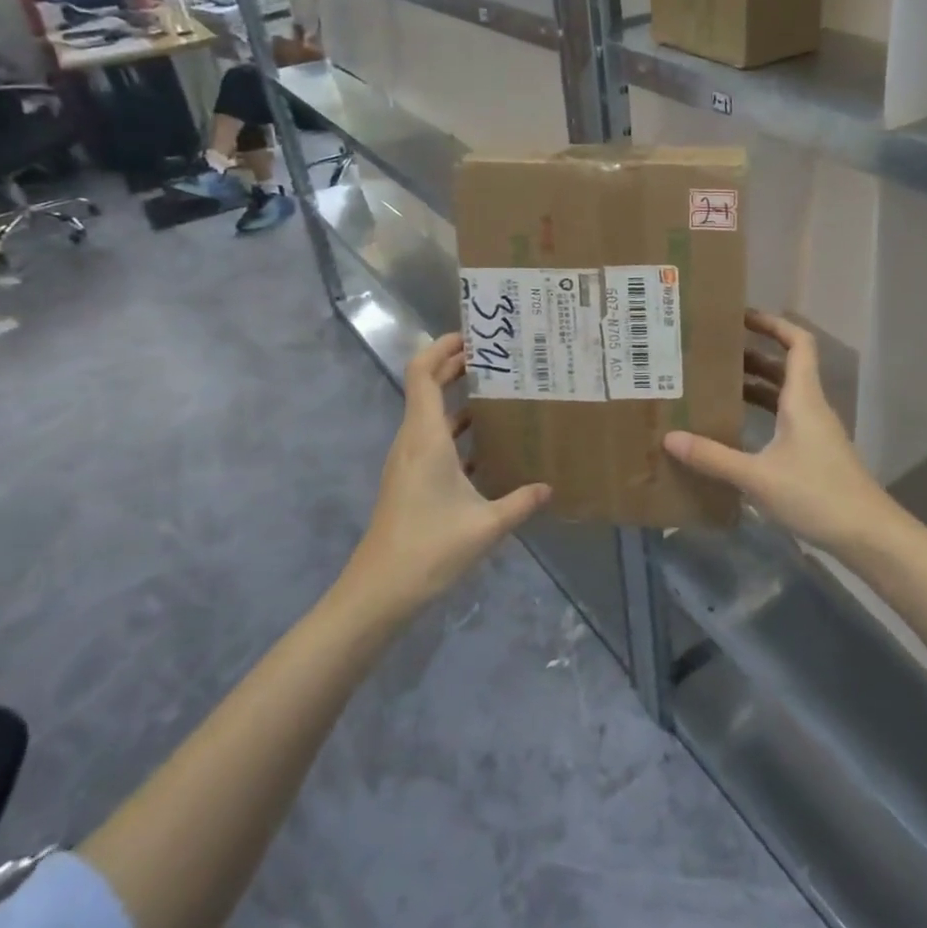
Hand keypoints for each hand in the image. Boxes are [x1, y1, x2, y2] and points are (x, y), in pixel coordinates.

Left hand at [342, 334, 550, 617]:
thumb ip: (520, 502)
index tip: (472, 334)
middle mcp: (412, 441)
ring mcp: (408, 462)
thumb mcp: (485, 525)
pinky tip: (487, 444)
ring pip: (431, 415)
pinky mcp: (409, 481)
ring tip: (500, 393)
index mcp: (425, 438)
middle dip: (456, 366)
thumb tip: (548, 487)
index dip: (441, 347)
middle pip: (427, 388)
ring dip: (458, 399)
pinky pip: (433, 440)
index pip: (422, 374)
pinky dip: (457, 431)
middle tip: (496, 356)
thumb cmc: (429, 548)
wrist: (378, 593)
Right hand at [664, 311, 894, 556]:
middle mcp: (811, 407)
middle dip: (753, 355)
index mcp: (803, 398)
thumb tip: (670, 438)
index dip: (773, 324)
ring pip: (784, 395)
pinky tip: (737, 429)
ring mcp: (816, 432)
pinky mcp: (815, 454)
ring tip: (717, 385)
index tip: (742, 317)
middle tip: (714, 353)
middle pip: (786, 367)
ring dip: (755, 386)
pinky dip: (762, 414)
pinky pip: (785, 420)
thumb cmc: (816, 494)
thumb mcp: (757, 476)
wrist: (867, 535)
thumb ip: (713, 457)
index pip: (797, 343)